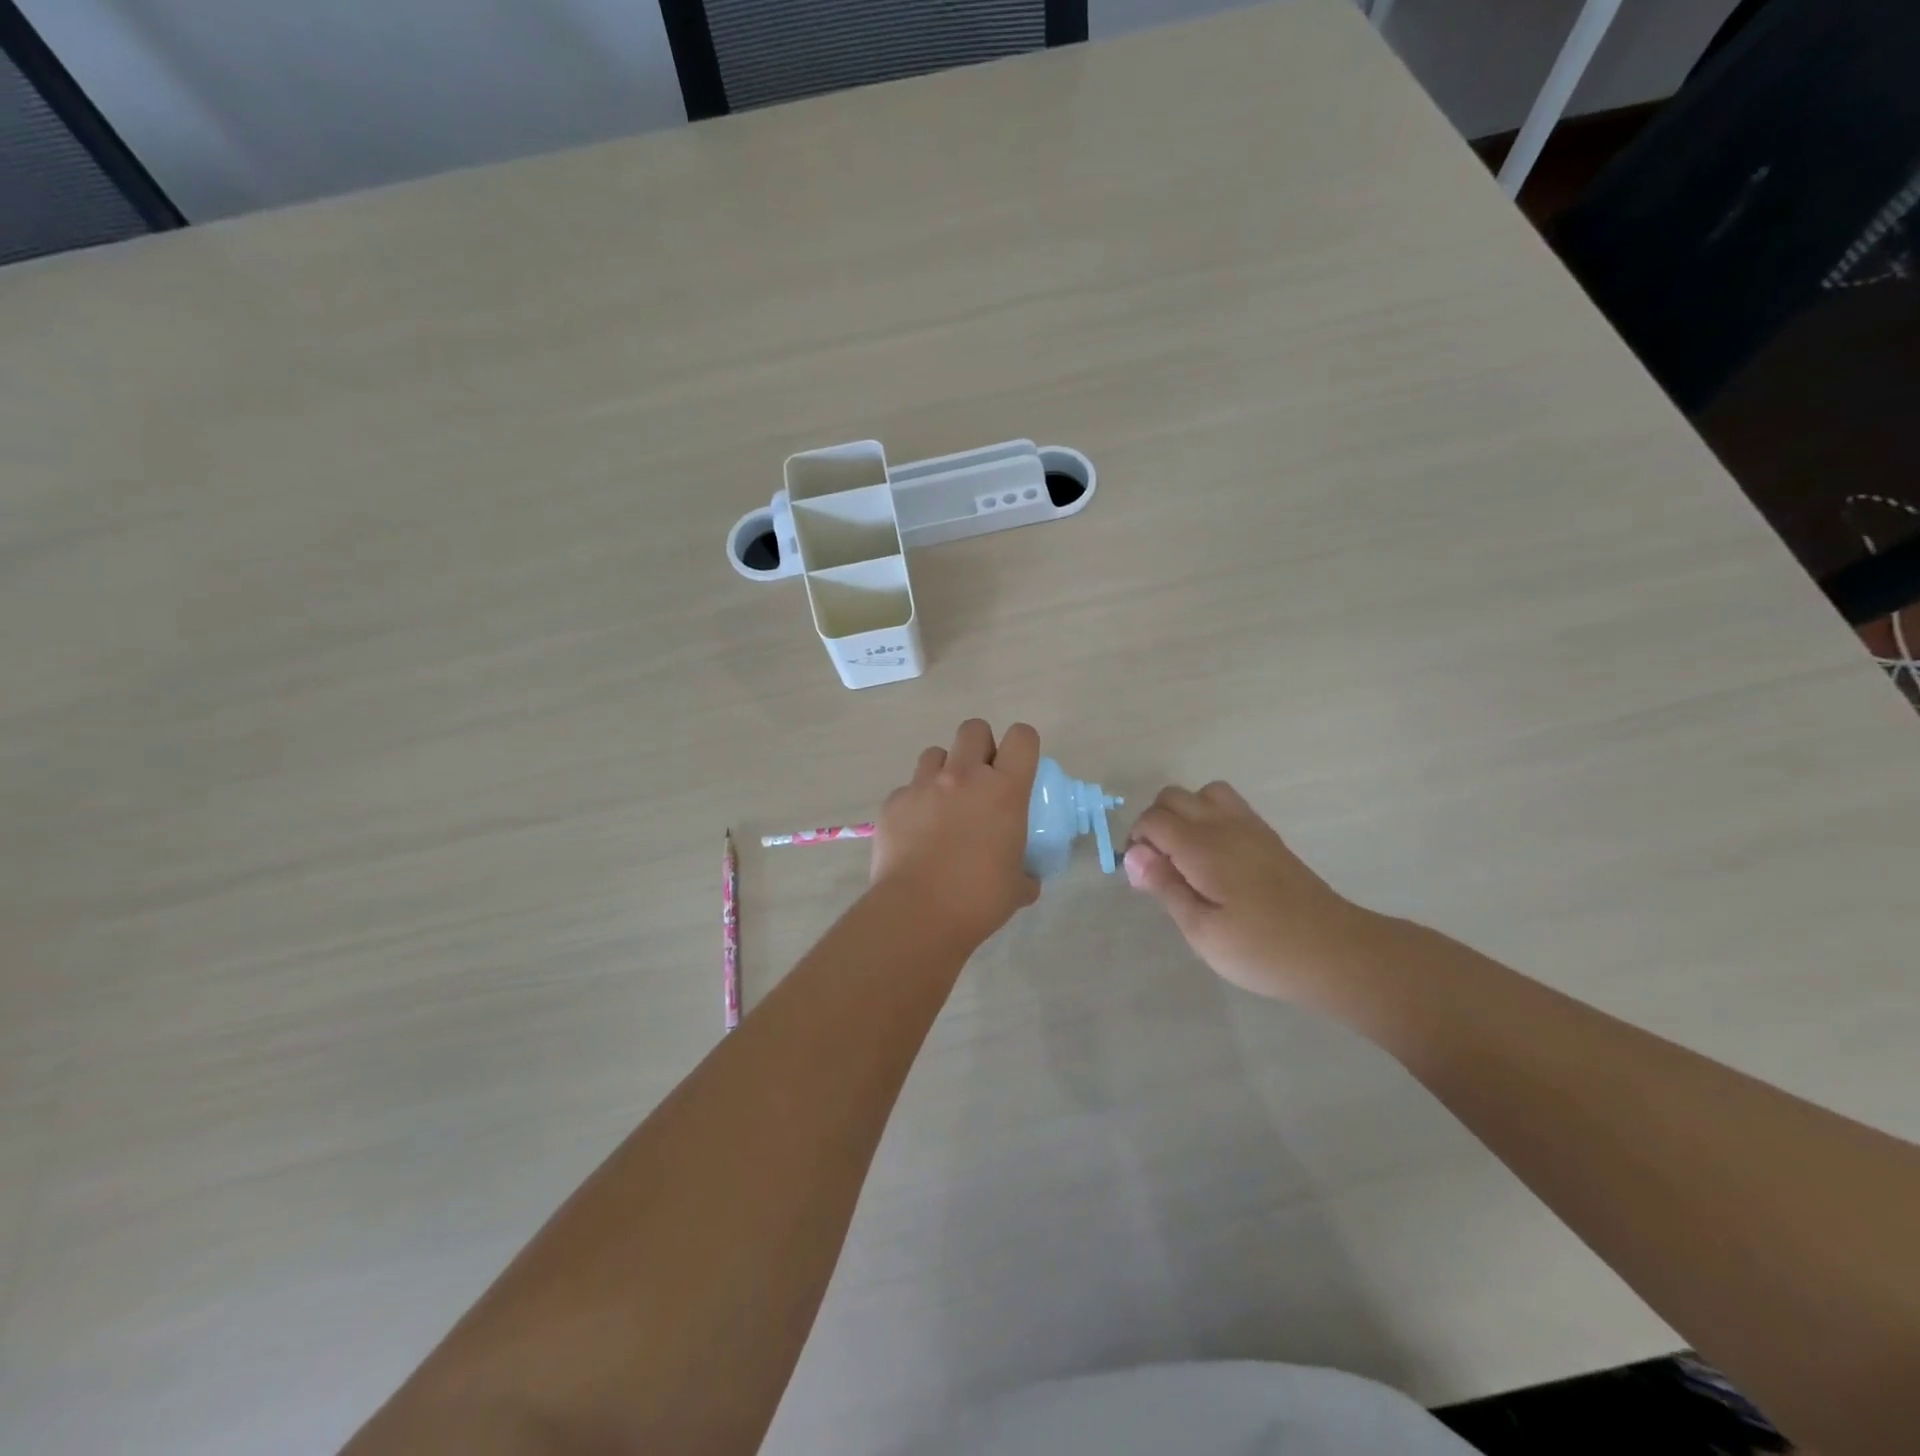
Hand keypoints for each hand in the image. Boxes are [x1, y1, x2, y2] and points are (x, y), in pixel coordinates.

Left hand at [870, 719, 1041, 946]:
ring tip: (943, 803)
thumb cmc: (978, 900)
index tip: (1019, 766)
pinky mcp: (893, 802)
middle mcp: (963, 776)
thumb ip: (1026, 873)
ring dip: (944, 770)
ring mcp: (923, 785)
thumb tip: (1026, 878)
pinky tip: (915, 832)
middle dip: (980, 746)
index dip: (1022, 745)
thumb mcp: (1018, 887)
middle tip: (980, 780)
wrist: (917, 913)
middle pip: (974, 729)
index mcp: (1004, 790)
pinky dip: (915, 803)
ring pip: (935, 753)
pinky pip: (907, 789)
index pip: (1022, 737)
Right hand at [1124, 782, 1371, 1000]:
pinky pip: (1229, 806)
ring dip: (1185, 814)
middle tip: (1161, 867)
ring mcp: (1251, 827)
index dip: (1137, 841)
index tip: (1143, 876)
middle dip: (1155, 822)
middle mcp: (1225, 825)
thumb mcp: (1202, 931)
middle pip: (1174, 796)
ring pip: (1204, 794)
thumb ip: (1166, 887)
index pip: (1154, 819)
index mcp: (1203, 847)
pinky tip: (1215, 858)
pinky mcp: (1269, 838)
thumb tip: (1133, 854)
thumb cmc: (1262, 949)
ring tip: (1186, 855)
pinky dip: (1210, 818)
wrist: (1336, 952)